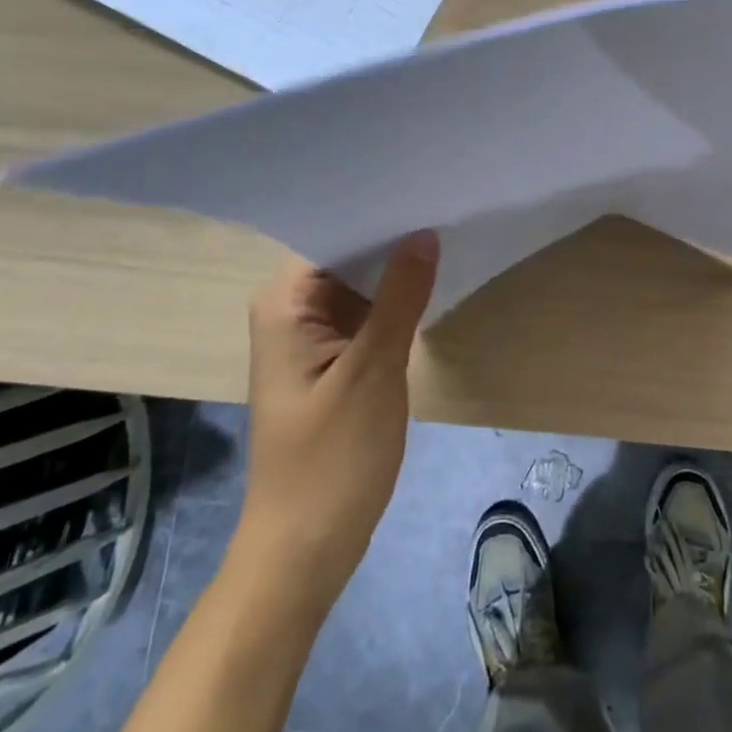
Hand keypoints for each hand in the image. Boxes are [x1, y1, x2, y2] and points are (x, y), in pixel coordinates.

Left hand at [229, 234, 438, 618]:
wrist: (305, 547)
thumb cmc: (331, 459)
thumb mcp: (373, 371)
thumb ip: (400, 297)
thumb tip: (424, 233)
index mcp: (284, 302)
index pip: (331, 231)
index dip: (377, 208)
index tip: (425, 184)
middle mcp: (291, 309)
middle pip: (345, 253)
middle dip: (393, 234)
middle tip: (447, 200)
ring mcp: (312, 334)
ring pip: (359, 282)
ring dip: (397, 267)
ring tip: (447, 228)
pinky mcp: (333, 358)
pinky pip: (365, 312)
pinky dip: (395, 300)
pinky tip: (431, 280)